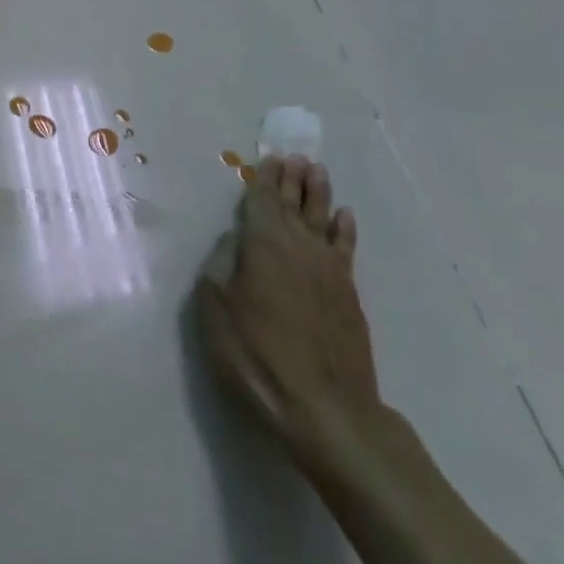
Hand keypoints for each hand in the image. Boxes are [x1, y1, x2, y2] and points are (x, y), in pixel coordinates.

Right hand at [195, 155, 377, 461]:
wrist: (324, 408)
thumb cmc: (256, 354)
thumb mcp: (216, 307)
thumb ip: (222, 264)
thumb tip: (235, 239)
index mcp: (263, 244)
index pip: (263, 201)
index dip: (265, 179)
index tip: (270, 156)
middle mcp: (299, 247)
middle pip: (295, 204)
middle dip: (293, 178)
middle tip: (295, 155)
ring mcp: (329, 271)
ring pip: (323, 219)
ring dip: (319, 193)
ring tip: (317, 170)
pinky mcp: (348, 295)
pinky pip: (346, 248)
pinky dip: (344, 228)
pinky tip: (345, 216)